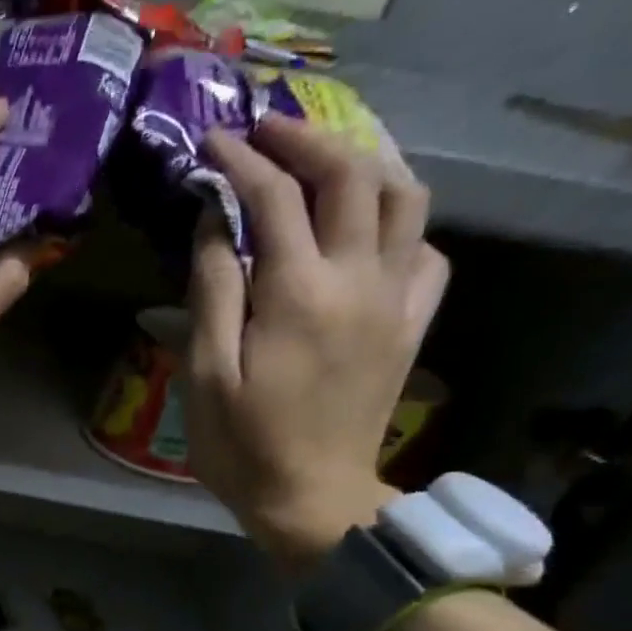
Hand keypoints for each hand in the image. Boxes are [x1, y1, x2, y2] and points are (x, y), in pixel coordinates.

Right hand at [185, 116, 449, 571]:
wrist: (314, 500)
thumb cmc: (244, 445)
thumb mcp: (208, 374)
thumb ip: (212, 291)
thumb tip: (214, 222)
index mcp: (298, 293)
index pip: (274, 197)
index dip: (240, 161)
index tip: (211, 142)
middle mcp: (358, 279)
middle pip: (350, 175)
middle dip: (306, 139)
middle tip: (266, 130)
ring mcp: (395, 299)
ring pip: (404, 197)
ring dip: (364, 162)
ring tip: (324, 157)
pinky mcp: (411, 323)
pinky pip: (423, 248)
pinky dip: (396, 220)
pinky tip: (366, 226)